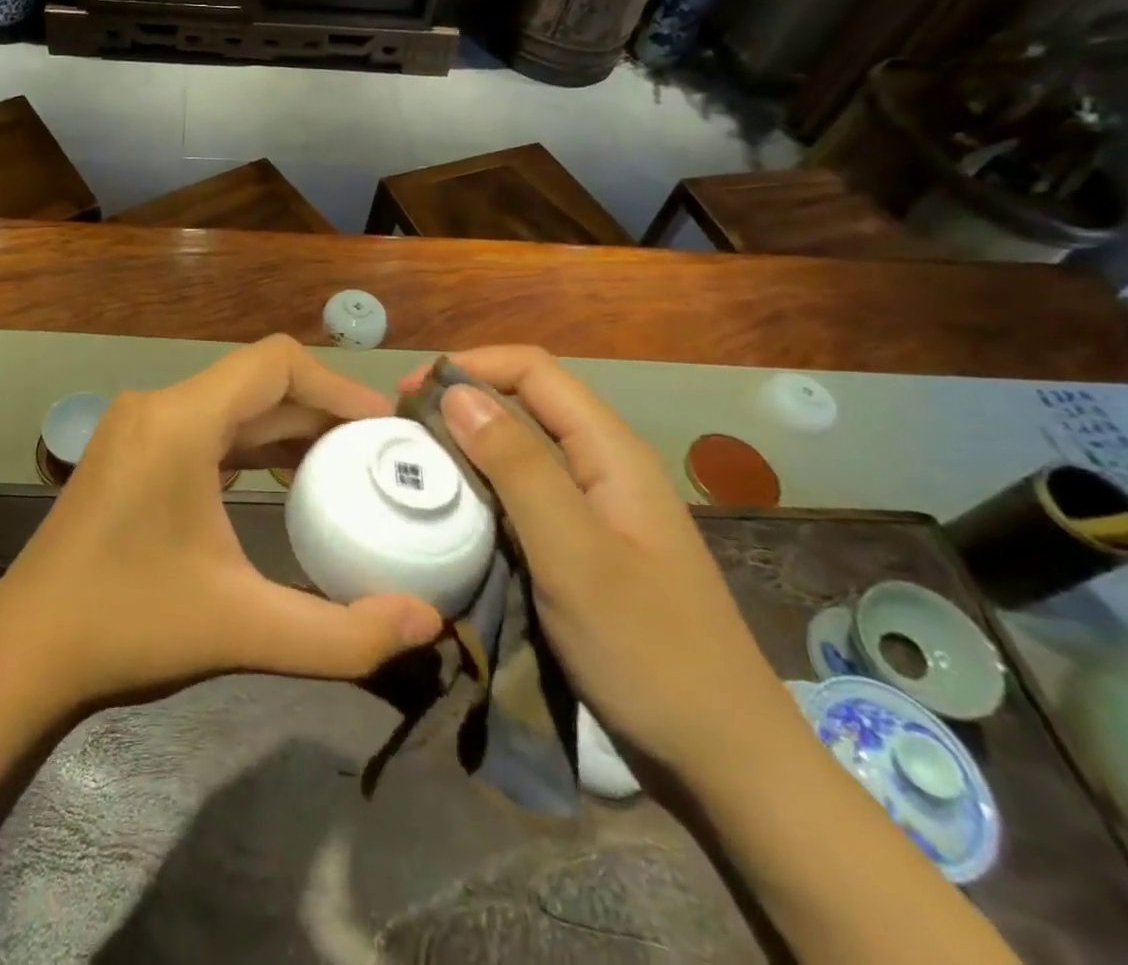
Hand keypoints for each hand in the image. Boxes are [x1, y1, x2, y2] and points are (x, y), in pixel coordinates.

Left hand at [0, 336, 444, 717]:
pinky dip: (251, 443)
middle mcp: (157, 406)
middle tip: (377, 454)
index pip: (274, 363)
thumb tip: (428, 623)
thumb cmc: (128, 627)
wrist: (24, 653)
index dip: (336, 385)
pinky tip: (284, 480)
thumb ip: (344, 634)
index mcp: (180, 422)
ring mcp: (138, 426)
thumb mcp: (245, 631)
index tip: (382, 429)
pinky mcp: (130, 450)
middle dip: (321, 411)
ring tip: (344, 466)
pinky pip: (206, 427)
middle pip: (256, 382)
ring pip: (231, 404)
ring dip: (287, 427)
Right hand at [401, 346, 795, 781]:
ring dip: (469, 446)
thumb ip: (518, 466)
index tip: (410, 394)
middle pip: (526, 403)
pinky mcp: (585, 545)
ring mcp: (597, 508)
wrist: (725, 761)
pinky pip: (526, 495)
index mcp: (611, 451)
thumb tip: (456, 392)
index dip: (470, 366)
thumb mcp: (573, 553)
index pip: (533, 370)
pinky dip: (484, 488)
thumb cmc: (648, 650)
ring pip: (523, 450)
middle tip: (402, 433)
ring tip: (417, 466)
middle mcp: (604, 466)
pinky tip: (455, 511)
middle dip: (462, 403)